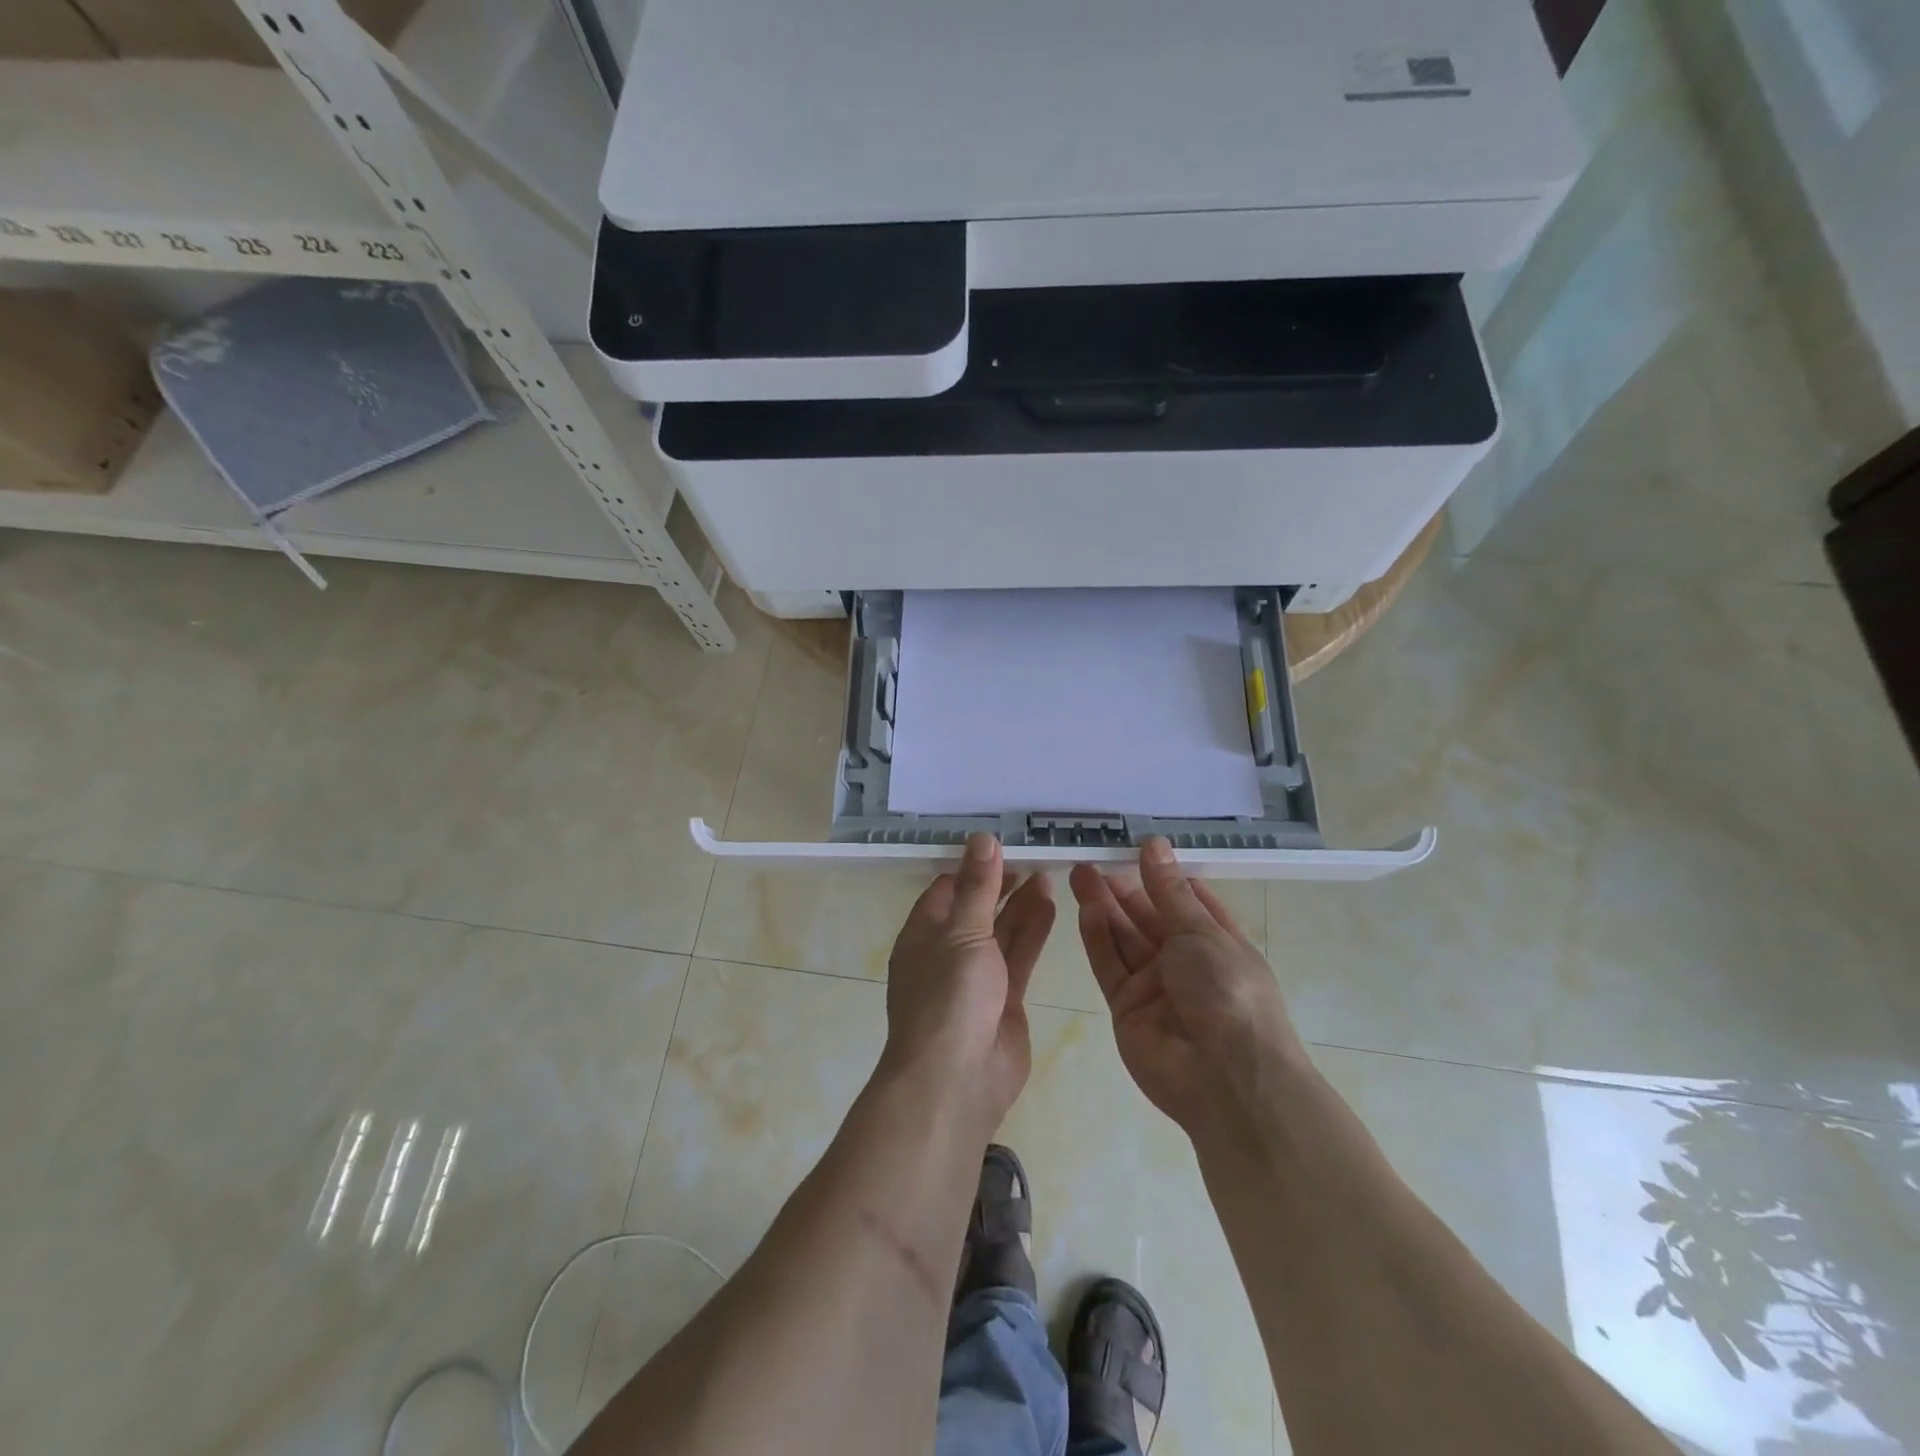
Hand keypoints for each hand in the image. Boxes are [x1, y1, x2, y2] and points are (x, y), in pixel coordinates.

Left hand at [882, 833, 1055, 1129]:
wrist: (958, 1079)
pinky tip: (1051, 906)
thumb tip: (981, 837)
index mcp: (923, 934)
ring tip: (1048, 874)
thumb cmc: (949, 996)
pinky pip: (1019, 956)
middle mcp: (948, 952)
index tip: (1002, 845)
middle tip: (1033, 857)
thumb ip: (977, 886)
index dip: (972, 868)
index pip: (946, 890)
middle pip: (976, 908)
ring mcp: (976, 977)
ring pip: (1001, 931)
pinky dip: (1033, 932)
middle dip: (1001, 884)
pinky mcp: (1004, 998)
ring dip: (1021, 904)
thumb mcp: (962, 932)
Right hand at [1071, 837, 1307, 1133]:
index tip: (1134, 849)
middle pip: (1148, 918)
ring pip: (1123, 938)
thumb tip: (1154, 844)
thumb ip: (1168, 890)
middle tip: (1092, 860)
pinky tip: (1085, 910)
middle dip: (1122, 889)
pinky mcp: (1126, 1007)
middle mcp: (1185, 962)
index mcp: (1216, 941)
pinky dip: (1097, 938)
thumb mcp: (1201, 931)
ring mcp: (1154, 986)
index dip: (1161, 875)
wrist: (1225, 1077)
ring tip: (1078, 873)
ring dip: (1103, 906)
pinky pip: (1110, 966)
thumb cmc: (1228, 991)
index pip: (1186, 900)